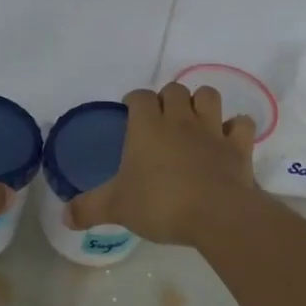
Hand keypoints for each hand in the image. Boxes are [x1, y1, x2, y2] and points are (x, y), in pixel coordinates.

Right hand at [69, 82, 255, 247]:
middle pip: (175, 89)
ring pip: (208, 96)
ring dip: (201, 103)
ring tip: (194, 120)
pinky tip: (228, 138)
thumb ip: (89, 209)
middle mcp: (180, 119)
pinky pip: (241, 124)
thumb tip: (64, 216)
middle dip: (168, 99)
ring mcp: (212, 130)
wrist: (216, 214)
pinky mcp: (238, 146)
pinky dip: (235, 128)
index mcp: (147, 126)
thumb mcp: (116, 208)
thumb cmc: (160, 203)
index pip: (140, 97)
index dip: (135, 101)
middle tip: (162, 120)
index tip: (131, 111)